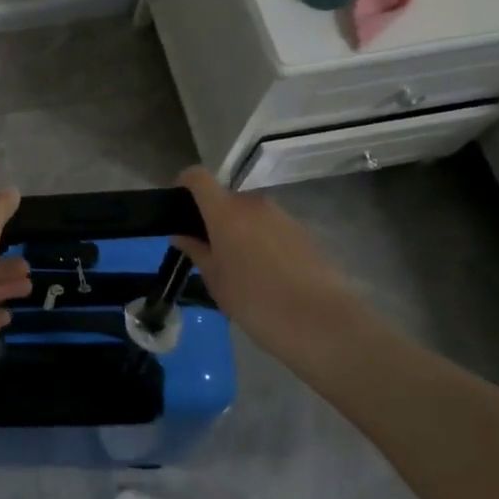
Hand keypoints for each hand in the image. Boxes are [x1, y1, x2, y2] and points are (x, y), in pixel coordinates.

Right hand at [173, 167, 369, 357]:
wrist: (319, 322)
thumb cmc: (254, 301)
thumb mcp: (215, 280)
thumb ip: (196, 252)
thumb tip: (181, 235)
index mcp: (225, 211)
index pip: (198, 177)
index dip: (185, 184)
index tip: (178, 207)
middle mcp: (253, 204)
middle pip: (225, 198)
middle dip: (214, 217)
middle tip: (209, 249)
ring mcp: (281, 215)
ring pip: (250, 214)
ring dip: (240, 230)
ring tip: (240, 266)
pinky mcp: (302, 231)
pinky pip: (271, 227)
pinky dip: (262, 240)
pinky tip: (266, 273)